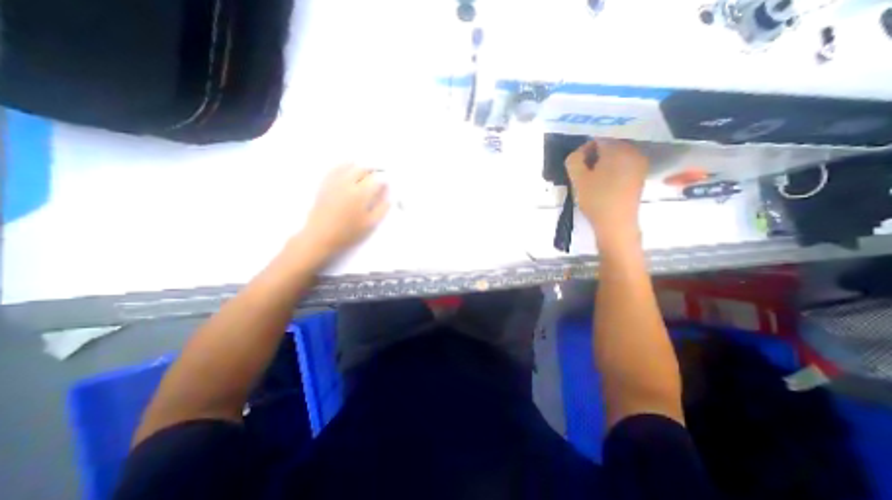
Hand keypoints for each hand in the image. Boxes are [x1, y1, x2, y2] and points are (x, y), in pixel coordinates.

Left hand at [298, 164, 388, 261]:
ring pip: (350, 164)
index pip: (377, 179)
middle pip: (364, 168)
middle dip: (374, 169)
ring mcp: (335, 181)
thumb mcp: (370, 224)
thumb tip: (390, 196)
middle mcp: (348, 183)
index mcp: (361, 194)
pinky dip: (345, 165)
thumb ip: (382, 209)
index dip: (385, 179)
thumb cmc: (348, 233)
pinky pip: (336, 168)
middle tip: (380, 175)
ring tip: (366, 171)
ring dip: (361, 166)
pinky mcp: (325, 183)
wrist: (320, 236)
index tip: (388, 184)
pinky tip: (349, 169)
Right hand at [563, 138, 649, 241]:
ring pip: (616, 154)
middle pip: (609, 144)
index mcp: (617, 149)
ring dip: (602, 162)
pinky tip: (604, 183)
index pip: (598, 138)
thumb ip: (574, 159)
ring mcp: (639, 162)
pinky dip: (612, 168)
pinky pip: (623, 163)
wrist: (616, 223)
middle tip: (583, 172)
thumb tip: (580, 152)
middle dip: (594, 155)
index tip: (578, 165)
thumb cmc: (595, 199)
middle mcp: (633, 150)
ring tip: (593, 179)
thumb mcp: (577, 179)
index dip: (584, 149)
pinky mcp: (640, 174)